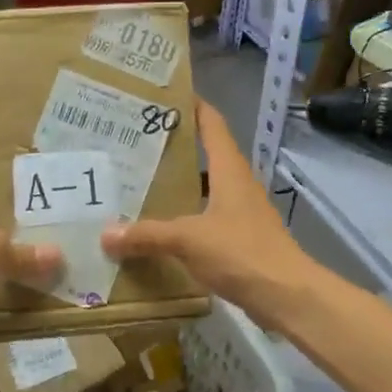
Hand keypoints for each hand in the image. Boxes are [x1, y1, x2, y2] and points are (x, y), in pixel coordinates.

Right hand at [100, 100, 316, 324]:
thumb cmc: (241, 252)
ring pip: (204, 190)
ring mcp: (241, 213)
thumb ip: (147, 234)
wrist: (286, 295)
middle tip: (134, 145)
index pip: (212, 124)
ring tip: (138, 185)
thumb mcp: (188, 239)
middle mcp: (237, 185)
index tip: (165, 96)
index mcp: (229, 170)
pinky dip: (184, 219)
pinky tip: (159, 230)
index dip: (193, 107)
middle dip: (174, 149)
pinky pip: (206, 220)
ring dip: (178, 187)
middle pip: (205, 156)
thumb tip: (105, 234)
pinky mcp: (240, 240)